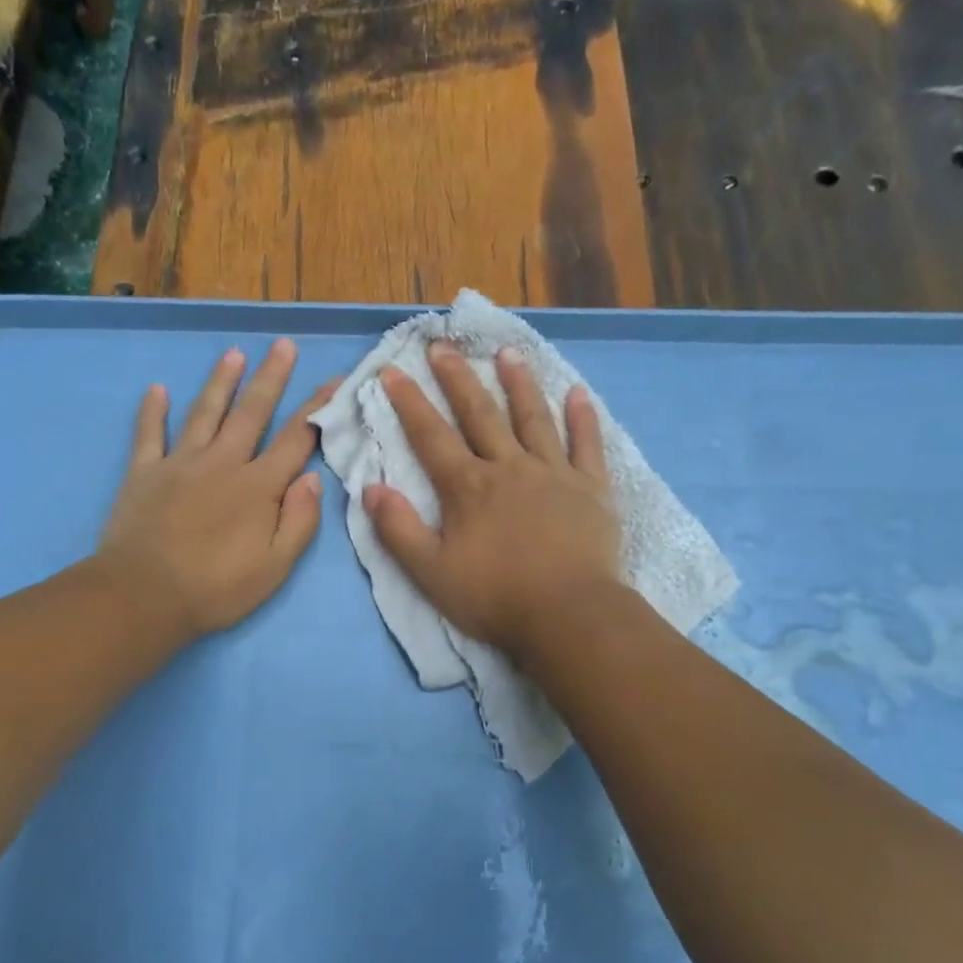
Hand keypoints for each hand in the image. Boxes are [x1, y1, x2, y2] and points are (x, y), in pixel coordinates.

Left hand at [96, 339, 335, 640]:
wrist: (144, 596)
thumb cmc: (216, 589)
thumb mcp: (275, 567)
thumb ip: (299, 521)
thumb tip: (312, 478)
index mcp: (258, 487)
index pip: (296, 440)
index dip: (316, 409)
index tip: (333, 380)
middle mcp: (222, 463)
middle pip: (252, 413)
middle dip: (270, 378)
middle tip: (282, 345)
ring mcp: (180, 463)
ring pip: (205, 413)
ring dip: (221, 382)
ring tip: (233, 354)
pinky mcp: (144, 473)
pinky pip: (149, 434)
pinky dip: (152, 411)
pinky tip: (157, 389)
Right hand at [364, 342, 621, 658]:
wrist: (568, 615)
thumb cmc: (494, 597)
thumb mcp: (430, 572)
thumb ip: (399, 530)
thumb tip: (370, 489)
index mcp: (468, 488)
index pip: (431, 436)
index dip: (409, 402)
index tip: (392, 370)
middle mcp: (509, 468)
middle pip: (480, 414)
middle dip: (457, 379)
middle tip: (442, 346)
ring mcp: (554, 474)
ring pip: (534, 418)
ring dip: (519, 383)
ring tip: (507, 353)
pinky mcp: (591, 489)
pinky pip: (587, 445)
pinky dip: (583, 418)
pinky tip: (579, 393)